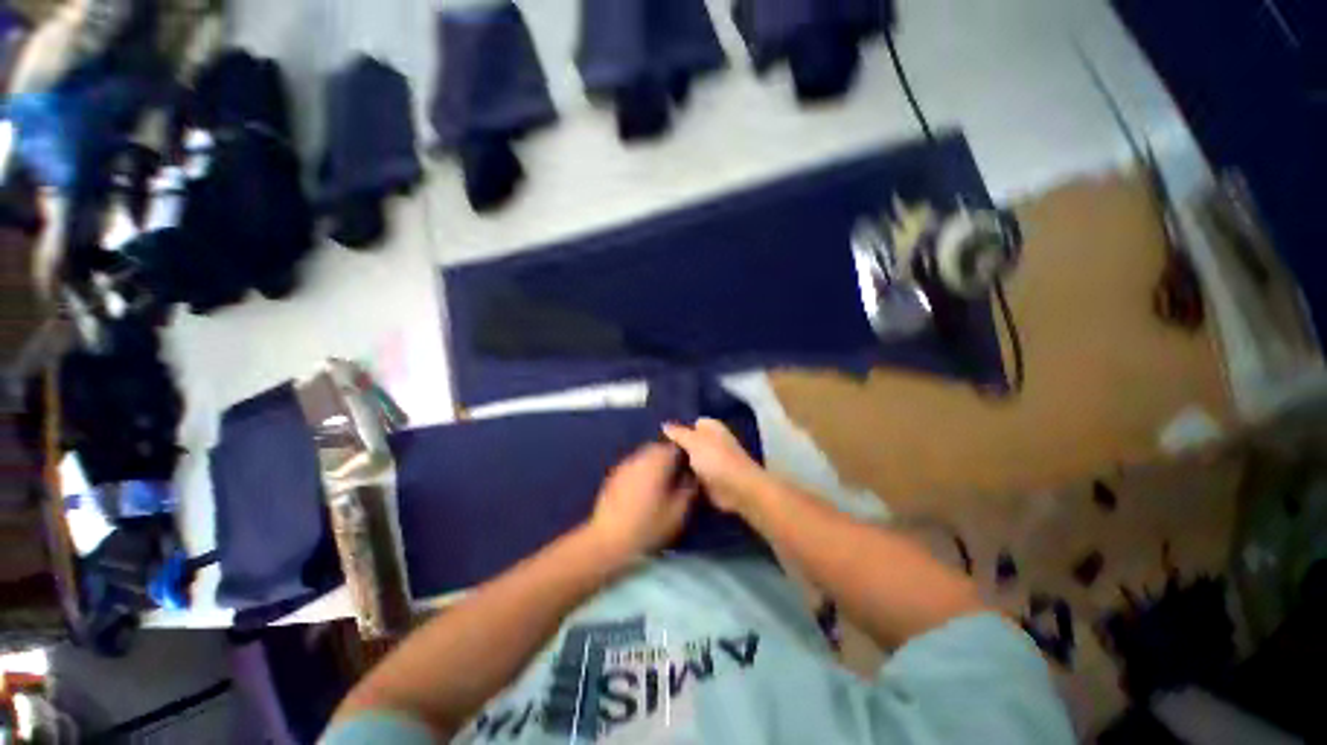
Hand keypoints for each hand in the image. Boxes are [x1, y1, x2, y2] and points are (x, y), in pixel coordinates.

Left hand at [586, 443, 697, 562]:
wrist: (608, 539)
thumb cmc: (647, 526)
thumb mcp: (677, 512)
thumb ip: (688, 489)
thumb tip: (692, 476)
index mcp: (657, 462)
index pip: (675, 446)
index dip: (685, 454)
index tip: (690, 466)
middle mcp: (640, 457)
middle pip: (658, 448)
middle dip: (668, 457)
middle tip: (677, 473)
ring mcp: (624, 465)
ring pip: (644, 455)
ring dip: (654, 463)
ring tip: (661, 482)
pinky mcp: (614, 475)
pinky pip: (633, 465)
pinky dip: (641, 471)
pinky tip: (643, 489)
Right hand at [662, 418, 768, 514]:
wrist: (737, 489)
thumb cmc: (716, 458)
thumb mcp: (693, 441)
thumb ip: (678, 433)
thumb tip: (665, 424)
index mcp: (711, 427)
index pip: (691, 423)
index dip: (678, 429)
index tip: (660, 436)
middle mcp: (712, 442)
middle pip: (690, 442)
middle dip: (676, 448)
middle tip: (656, 453)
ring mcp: (711, 462)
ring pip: (689, 460)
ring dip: (678, 464)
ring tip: (657, 467)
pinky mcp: (710, 480)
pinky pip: (692, 476)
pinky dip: (684, 479)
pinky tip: (667, 480)